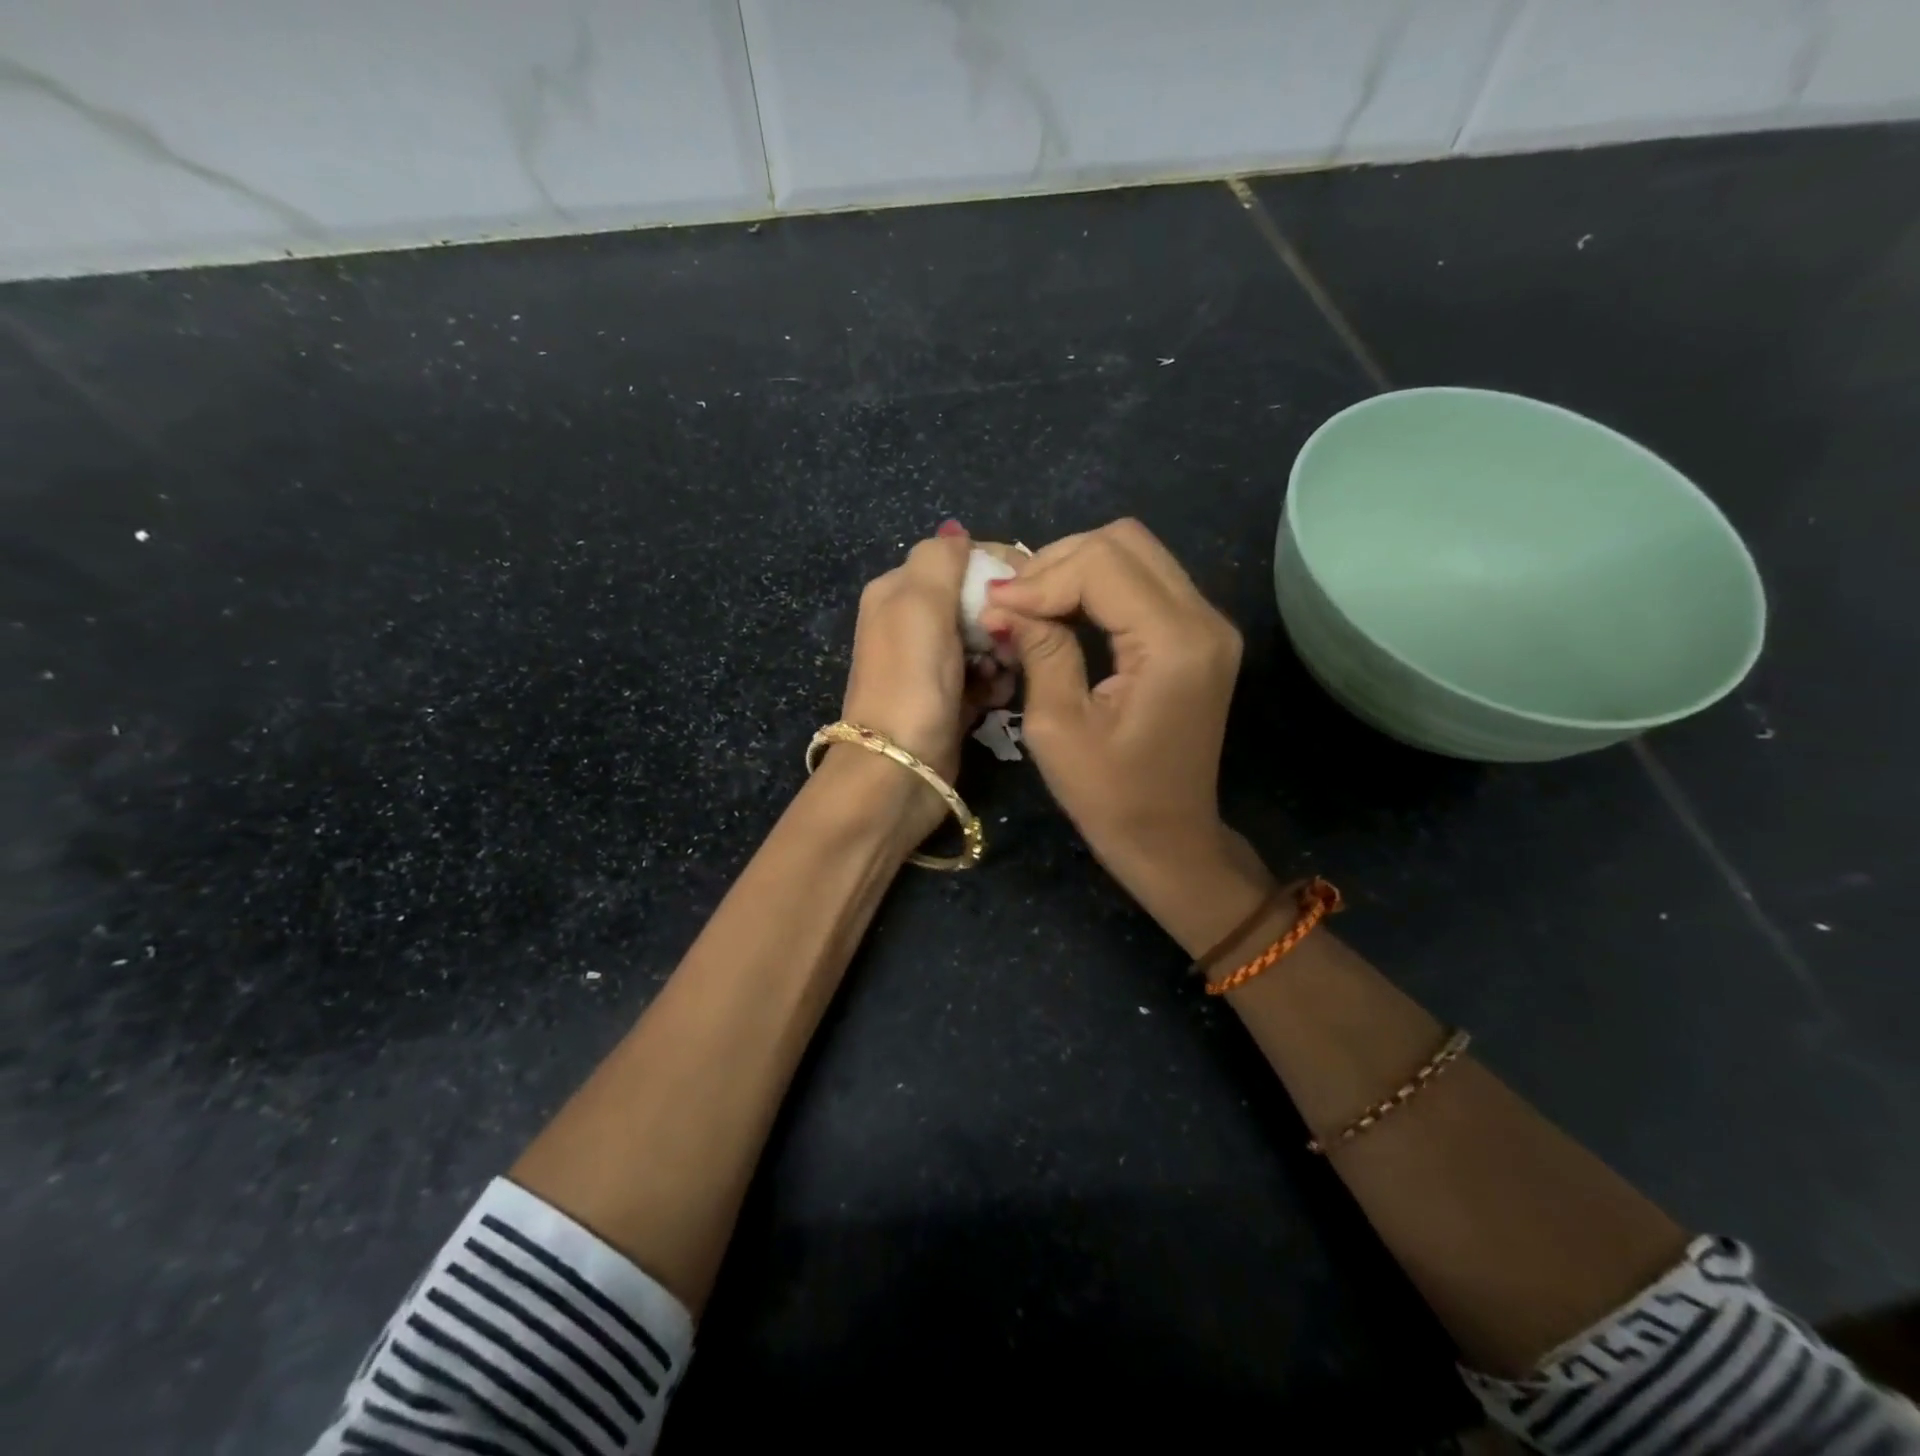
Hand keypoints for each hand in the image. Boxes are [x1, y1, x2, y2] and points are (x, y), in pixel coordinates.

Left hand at [838, 524, 1013, 828]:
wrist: (899, 769)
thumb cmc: (912, 680)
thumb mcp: (920, 603)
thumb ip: (940, 559)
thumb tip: (956, 532)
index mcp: (898, 591)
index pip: (960, 559)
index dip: (999, 568)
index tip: (1033, 588)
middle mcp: (911, 623)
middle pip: (977, 600)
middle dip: (1003, 617)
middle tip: (1010, 642)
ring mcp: (930, 665)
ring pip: (986, 640)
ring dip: (1004, 654)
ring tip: (1002, 675)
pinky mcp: (948, 700)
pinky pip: (984, 678)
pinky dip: (995, 684)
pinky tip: (996, 698)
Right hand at [979, 519, 1249, 919]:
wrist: (1169, 839)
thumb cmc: (1110, 797)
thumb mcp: (1057, 727)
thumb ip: (1039, 650)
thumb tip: (1004, 601)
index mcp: (1173, 643)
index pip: (1102, 565)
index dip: (1041, 577)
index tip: (996, 607)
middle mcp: (1204, 619)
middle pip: (1124, 541)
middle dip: (1059, 562)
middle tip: (1013, 602)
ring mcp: (1208, 624)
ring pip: (1135, 553)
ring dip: (1077, 568)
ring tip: (1031, 604)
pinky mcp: (1199, 635)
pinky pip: (1146, 581)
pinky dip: (1099, 586)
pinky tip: (1063, 611)